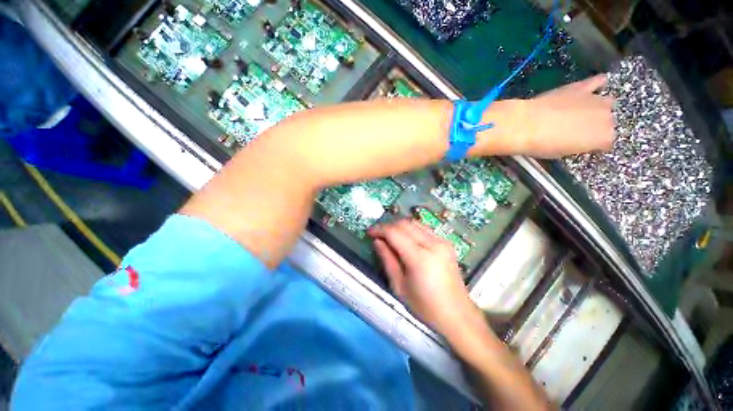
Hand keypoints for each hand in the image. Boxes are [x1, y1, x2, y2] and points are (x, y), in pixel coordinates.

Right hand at [368, 219, 479, 335]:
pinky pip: (424, 229)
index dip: (380, 230)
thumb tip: (377, 242)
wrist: (457, 315)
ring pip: (415, 223)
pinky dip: (411, 229)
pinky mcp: (446, 243)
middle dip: (388, 226)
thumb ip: (387, 260)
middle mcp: (433, 244)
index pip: (395, 233)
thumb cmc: (425, 307)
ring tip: (389, 236)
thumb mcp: (399, 286)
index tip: (369, 232)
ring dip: (399, 226)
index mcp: (420, 258)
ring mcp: (442, 242)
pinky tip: (405, 239)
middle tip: (378, 234)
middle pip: (405, 224)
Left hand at [509, 74, 615, 157]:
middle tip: (577, 130)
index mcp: (603, 138)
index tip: (582, 145)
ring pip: (607, 102)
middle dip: (595, 126)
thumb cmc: (542, 144)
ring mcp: (596, 100)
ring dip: (598, 107)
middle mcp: (607, 117)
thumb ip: (578, 145)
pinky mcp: (582, 87)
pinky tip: (595, 85)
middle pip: (607, 122)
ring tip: (583, 112)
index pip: (606, 142)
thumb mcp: (563, 152)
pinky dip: (598, 83)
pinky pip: (598, 81)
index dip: (594, 144)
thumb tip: (579, 140)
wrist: (527, 124)